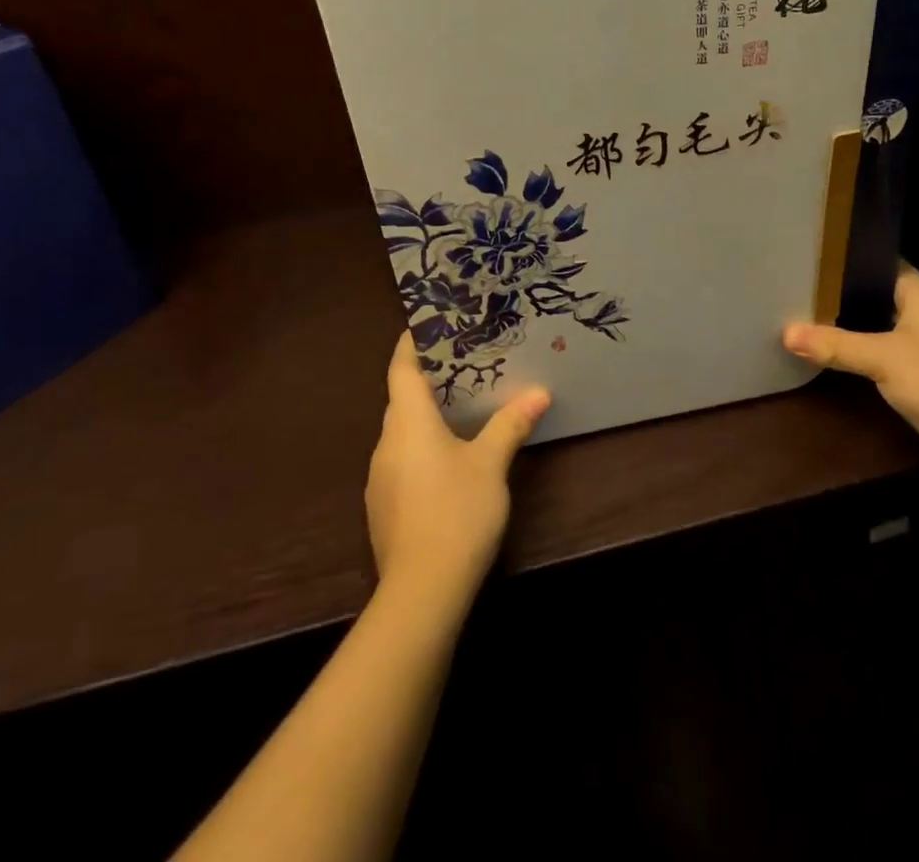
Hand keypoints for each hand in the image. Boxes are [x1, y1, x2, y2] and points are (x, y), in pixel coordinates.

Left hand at [364, 333, 550, 611]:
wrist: (421, 592)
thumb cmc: (456, 512)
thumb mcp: (491, 464)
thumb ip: (511, 424)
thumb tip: (538, 392)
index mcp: (408, 423)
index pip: (401, 369)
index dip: (411, 344)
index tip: (428, 326)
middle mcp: (387, 444)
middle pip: (401, 400)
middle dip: (427, 381)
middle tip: (463, 364)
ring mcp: (380, 479)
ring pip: (402, 433)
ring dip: (425, 417)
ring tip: (461, 409)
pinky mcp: (384, 508)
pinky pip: (402, 461)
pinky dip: (421, 449)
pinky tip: (449, 462)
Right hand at [782, 269, 918, 478]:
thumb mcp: (883, 359)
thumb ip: (836, 345)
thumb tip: (787, 333)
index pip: (881, 262)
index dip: (848, 259)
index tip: (812, 257)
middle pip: (880, 294)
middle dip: (845, 294)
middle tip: (802, 288)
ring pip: (887, 325)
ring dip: (858, 326)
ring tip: (813, 318)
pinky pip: (896, 353)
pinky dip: (873, 353)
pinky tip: (845, 357)